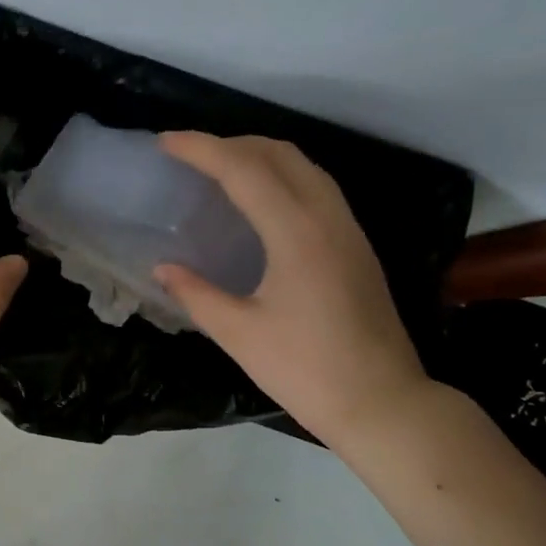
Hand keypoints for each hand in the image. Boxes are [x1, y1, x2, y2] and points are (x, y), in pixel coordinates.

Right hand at [155, 132, 432, 451]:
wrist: (381, 402)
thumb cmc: (305, 370)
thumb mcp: (240, 334)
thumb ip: (197, 294)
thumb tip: (163, 269)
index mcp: (296, 232)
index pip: (244, 169)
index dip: (202, 150)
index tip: (165, 143)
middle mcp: (328, 218)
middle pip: (280, 154)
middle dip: (232, 144)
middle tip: (191, 156)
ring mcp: (349, 230)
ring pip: (305, 167)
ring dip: (261, 156)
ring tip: (222, 170)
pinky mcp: (357, 247)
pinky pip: (318, 189)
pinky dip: (283, 177)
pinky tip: (263, 203)